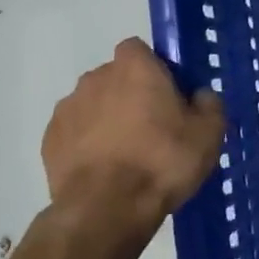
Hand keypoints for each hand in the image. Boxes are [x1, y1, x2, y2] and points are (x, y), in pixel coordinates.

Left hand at [41, 39, 225, 235]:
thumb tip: (200, 96)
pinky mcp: (49, 140)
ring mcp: (68, 108)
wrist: (106, 209)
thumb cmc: (162, 160)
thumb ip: (209, 104)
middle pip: (116, 77)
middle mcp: (96, 78)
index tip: (168, 95)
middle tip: (152, 127)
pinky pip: (75, 133)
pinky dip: (87, 144)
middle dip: (130, 94)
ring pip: (93, 105)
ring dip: (107, 119)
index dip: (154, 69)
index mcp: (135, 67)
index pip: (139, 50)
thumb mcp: (209, 133)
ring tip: (126, 154)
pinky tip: (104, 170)